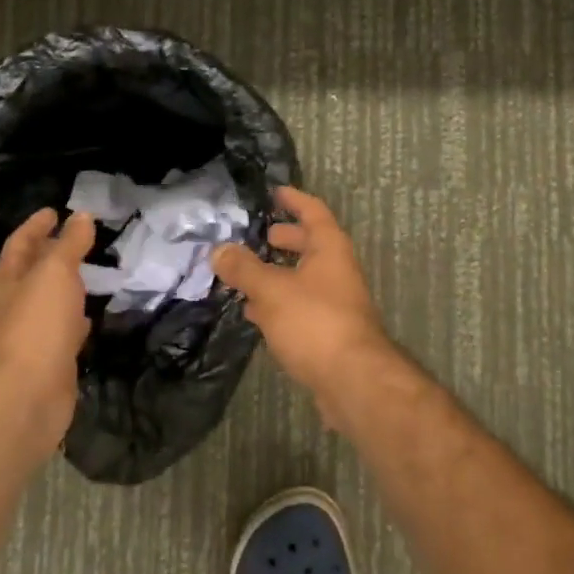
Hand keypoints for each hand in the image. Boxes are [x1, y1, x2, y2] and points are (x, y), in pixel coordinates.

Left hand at [0, 209, 95, 462]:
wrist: (28, 395)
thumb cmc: (36, 324)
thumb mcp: (55, 272)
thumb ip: (69, 244)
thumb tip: (81, 216)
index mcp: (10, 279)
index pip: (20, 243)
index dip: (36, 225)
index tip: (54, 210)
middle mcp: (17, 304)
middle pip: (33, 271)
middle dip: (52, 253)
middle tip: (81, 237)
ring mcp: (33, 333)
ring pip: (51, 300)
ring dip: (68, 286)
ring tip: (93, 271)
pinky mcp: (52, 358)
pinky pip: (66, 329)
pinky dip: (78, 318)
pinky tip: (92, 316)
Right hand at [212, 187, 391, 412]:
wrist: (354, 380)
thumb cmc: (315, 321)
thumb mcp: (272, 290)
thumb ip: (244, 269)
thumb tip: (219, 249)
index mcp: (330, 248)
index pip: (313, 211)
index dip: (294, 199)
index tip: (274, 192)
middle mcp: (337, 270)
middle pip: (310, 245)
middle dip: (285, 239)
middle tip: (258, 236)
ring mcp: (336, 302)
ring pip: (303, 278)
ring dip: (278, 273)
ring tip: (245, 274)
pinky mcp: (329, 331)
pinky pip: (301, 306)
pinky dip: (278, 303)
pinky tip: (254, 313)